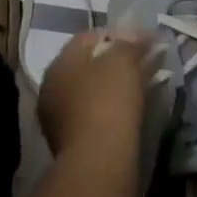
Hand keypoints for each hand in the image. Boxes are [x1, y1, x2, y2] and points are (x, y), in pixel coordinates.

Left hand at [38, 27, 152, 163]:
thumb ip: (130, 42)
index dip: (118, 34)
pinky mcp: (71, 144)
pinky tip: (131, 112)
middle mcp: (51, 88)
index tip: (144, 40)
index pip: (87, 37)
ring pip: (92, 92)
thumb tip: (139, 36)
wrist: (100, 162)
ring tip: (143, 86)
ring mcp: (58, 119)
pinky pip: (94, 115)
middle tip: (144, 62)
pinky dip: (112, 109)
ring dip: (115, 86)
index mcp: (58, 64)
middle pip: (88, 65)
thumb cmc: (108, 100)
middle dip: (117, 61)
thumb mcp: (123, 59)